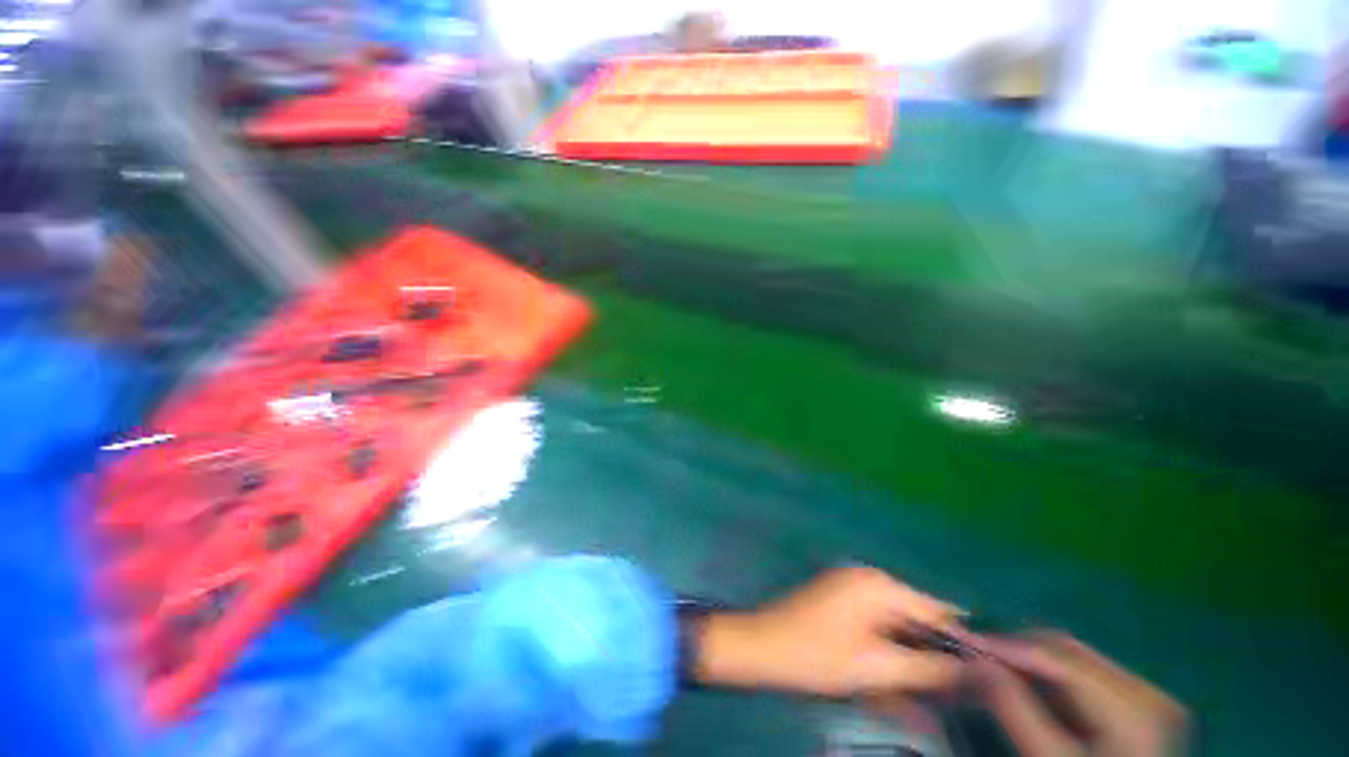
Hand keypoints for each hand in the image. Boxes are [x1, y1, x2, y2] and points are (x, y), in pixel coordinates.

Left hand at [692, 567, 964, 696]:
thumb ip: (925, 668)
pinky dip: (889, 660)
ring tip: (936, 701)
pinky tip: (903, 694)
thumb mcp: (875, 667)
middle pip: (915, 620)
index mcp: (877, 586)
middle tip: (964, 695)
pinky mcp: (841, 609)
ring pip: (897, 632)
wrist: (761, 647)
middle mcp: (867, 582)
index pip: (935, 609)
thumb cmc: (815, 655)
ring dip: (913, 665)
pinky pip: (876, 634)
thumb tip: (970, 669)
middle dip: (936, 658)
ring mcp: (851, 594)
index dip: (963, 640)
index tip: (990, 672)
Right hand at [973, 633, 1187, 755]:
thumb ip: (1015, 710)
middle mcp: (1146, 688)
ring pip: (1073, 657)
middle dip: (1015, 647)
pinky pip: (1084, 674)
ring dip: (1029, 657)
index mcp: (1133, 704)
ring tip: (991, 662)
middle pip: (1067, 649)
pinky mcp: (1139, 705)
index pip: (1057, 656)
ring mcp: (1147, 695)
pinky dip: (1049, 674)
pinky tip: (1025, 681)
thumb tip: (972, 659)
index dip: (1004, 644)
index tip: (957, 635)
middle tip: (971, 648)